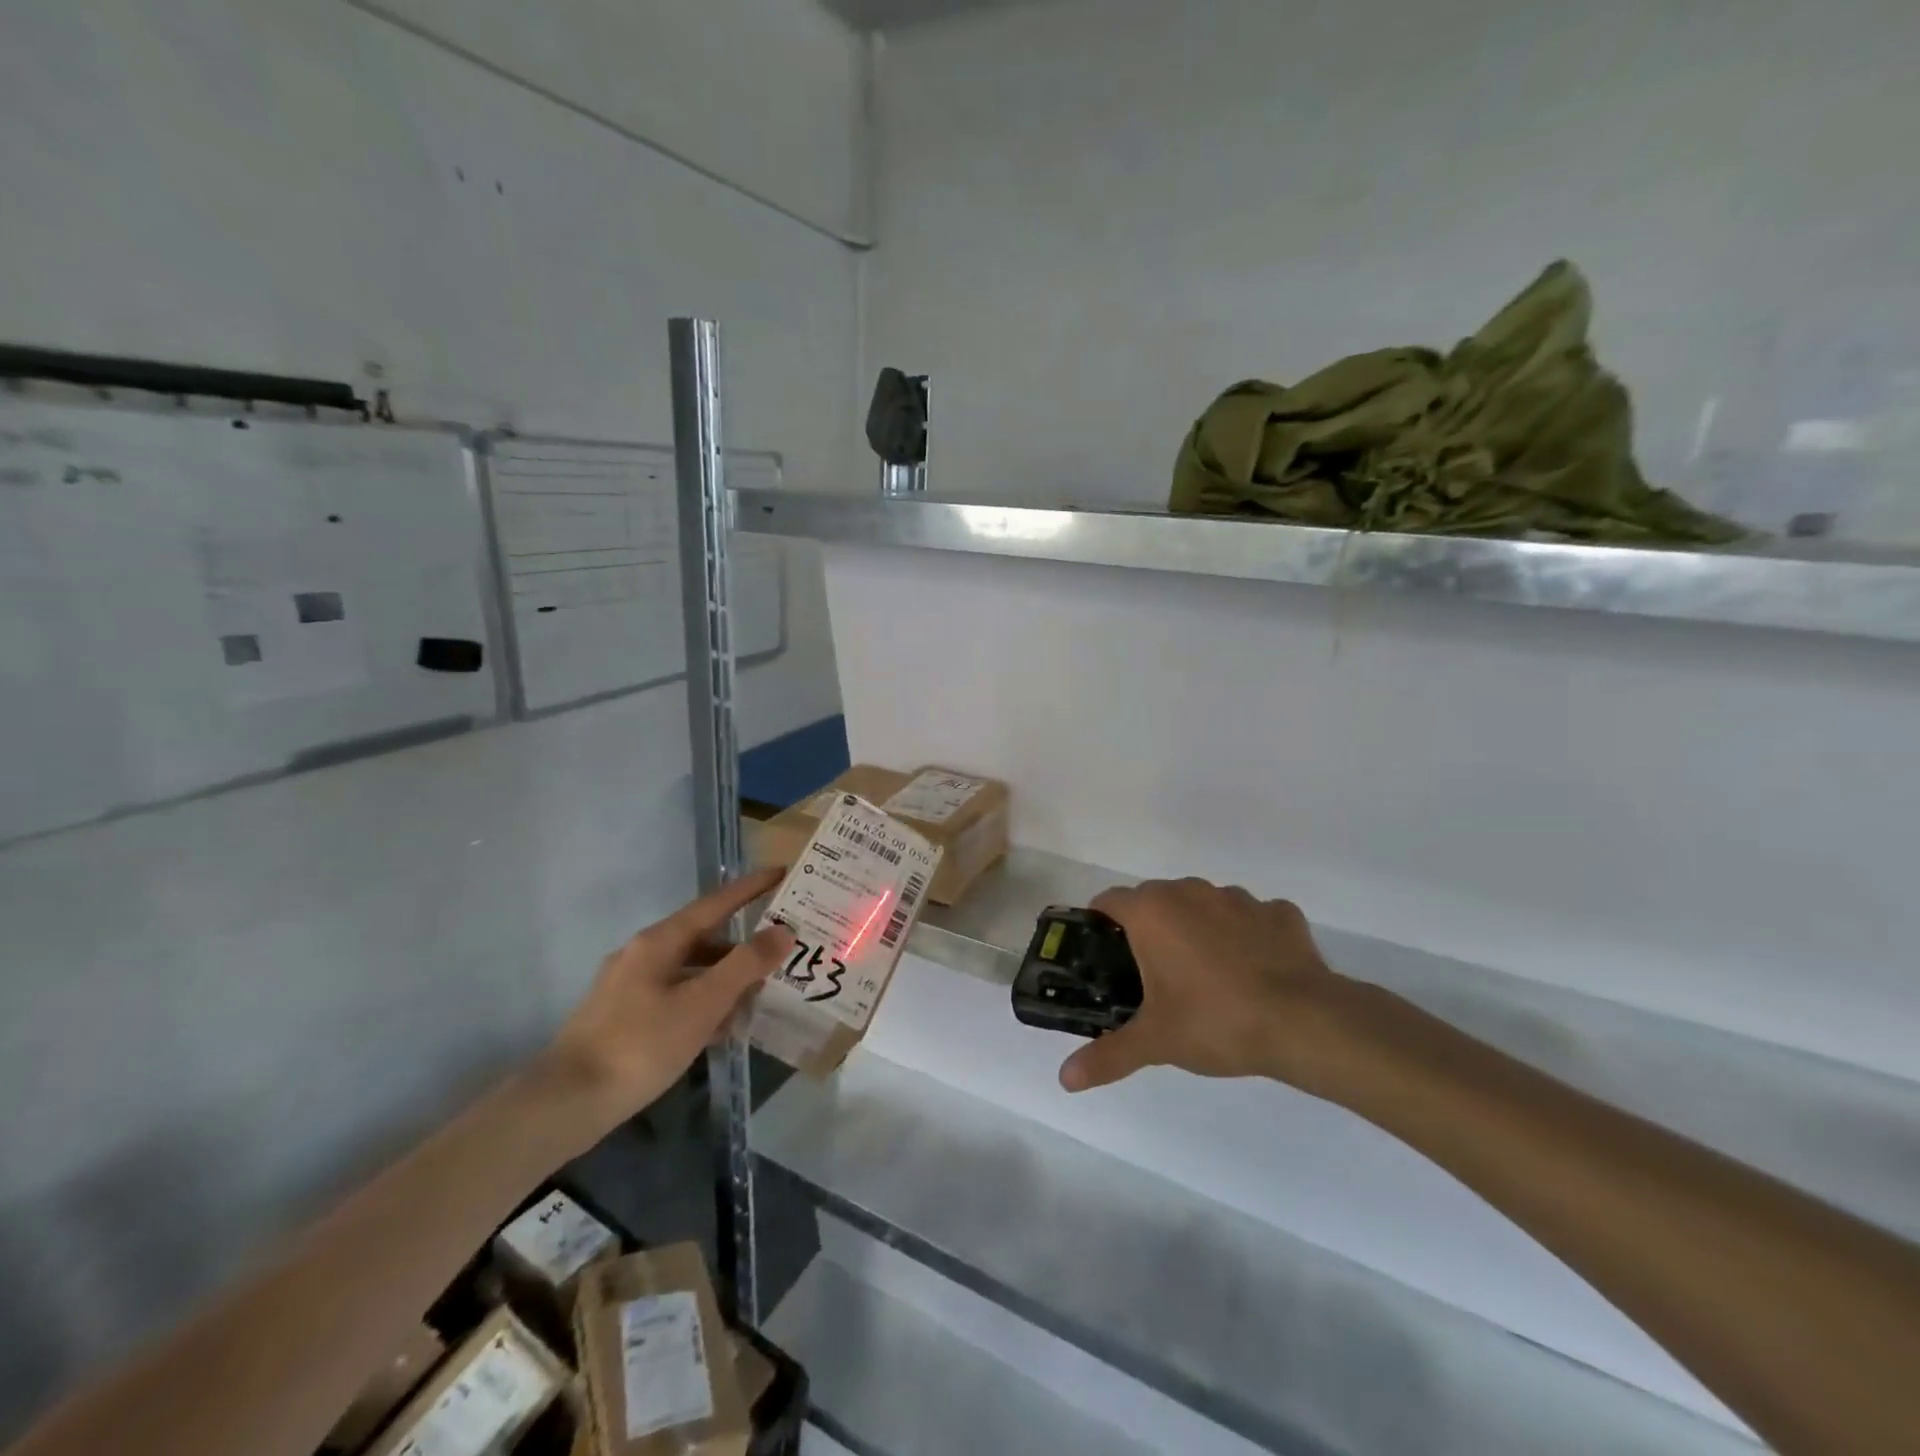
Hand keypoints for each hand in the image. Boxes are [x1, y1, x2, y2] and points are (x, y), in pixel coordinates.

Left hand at [544, 868, 792, 1124]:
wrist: (566, 1103)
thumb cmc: (640, 1045)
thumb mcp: (702, 1003)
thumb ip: (745, 965)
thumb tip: (784, 930)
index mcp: (660, 941)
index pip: (715, 903)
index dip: (750, 888)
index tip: (781, 872)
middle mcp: (643, 954)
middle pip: (704, 938)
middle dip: (744, 945)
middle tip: (782, 949)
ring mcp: (630, 987)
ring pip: (691, 971)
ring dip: (726, 979)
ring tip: (762, 995)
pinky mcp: (624, 1018)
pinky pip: (676, 997)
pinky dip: (704, 1004)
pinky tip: (723, 1028)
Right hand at [1058, 878, 1350, 1095]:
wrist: (1304, 1022)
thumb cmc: (1215, 1021)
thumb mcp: (1155, 1042)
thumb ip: (1108, 1056)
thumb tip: (1065, 1080)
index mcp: (1153, 912)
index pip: (1108, 899)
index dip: (1099, 922)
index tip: (1102, 953)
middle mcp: (1190, 891)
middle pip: (1155, 898)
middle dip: (1148, 928)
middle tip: (1150, 974)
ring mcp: (1239, 898)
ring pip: (1203, 904)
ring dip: (1197, 928)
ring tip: (1205, 975)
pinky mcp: (1279, 912)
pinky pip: (1251, 917)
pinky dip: (1246, 935)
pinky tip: (1254, 971)